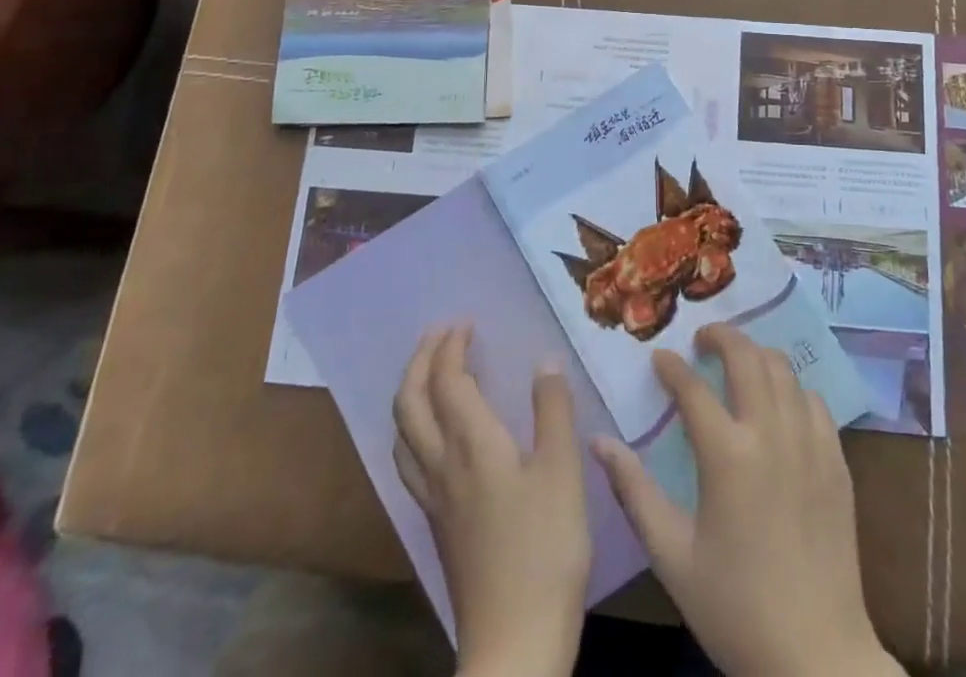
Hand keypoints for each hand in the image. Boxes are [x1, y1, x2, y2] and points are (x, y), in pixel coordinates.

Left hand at [394, 326, 589, 676]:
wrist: (514, 643)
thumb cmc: (545, 550)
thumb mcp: (563, 473)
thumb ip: (553, 411)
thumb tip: (544, 361)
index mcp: (473, 445)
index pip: (448, 381)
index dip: (451, 346)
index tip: (465, 322)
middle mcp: (443, 465)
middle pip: (411, 402)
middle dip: (420, 360)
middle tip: (439, 334)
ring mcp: (434, 499)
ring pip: (402, 433)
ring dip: (410, 392)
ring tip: (429, 373)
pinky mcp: (437, 525)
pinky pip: (409, 461)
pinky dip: (413, 429)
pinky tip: (433, 438)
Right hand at [592, 324, 902, 676]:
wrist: (816, 656)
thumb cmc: (735, 608)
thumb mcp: (672, 556)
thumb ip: (634, 492)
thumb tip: (599, 442)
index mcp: (727, 455)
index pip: (693, 388)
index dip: (671, 367)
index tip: (659, 358)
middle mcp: (771, 434)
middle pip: (746, 356)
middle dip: (721, 336)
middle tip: (702, 340)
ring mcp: (810, 444)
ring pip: (784, 370)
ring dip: (757, 355)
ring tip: (738, 362)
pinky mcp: (837, 461)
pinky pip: (815, 402)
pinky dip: (793, 388)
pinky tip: (780, 403)